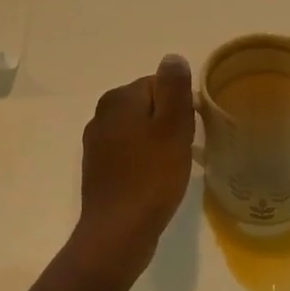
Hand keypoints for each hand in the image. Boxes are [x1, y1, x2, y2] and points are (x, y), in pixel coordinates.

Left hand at [70, 55, 195, 285]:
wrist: (118, 233)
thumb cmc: (151, 176)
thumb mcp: (173, 127)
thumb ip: (174, 88)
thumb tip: (173, 57)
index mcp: (119, 99)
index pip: (160, 84)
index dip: (181, 105)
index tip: (191, 130)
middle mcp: (102, 114)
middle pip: (149, 105)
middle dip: (170, 123)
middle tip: (186, 150)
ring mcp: (97, 143)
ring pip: (140, 130)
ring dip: (159, 143)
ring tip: (174, 167)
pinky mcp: (99, 168)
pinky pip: (130, 152)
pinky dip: (146, 160)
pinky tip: (157, 180)